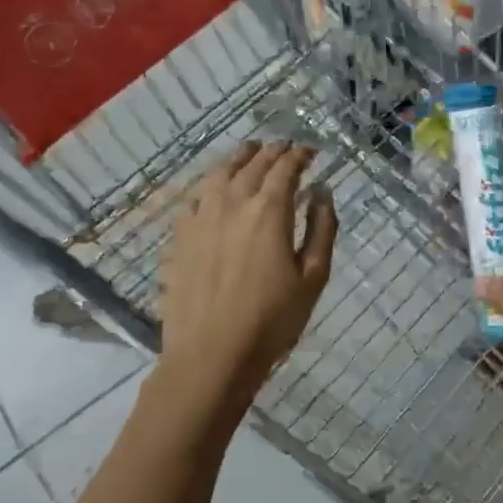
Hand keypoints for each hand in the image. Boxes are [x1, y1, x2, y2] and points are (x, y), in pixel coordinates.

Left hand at [151, 141, 337, 416]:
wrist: (211, 356)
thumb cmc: (272, 319)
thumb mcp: (313, 276)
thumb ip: (322, 229)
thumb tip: (323, 192)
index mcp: (268, 211)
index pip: (285, 168)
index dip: (300, 155)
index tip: (311, 151)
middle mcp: (232, 203)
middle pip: (252, 164)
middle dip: (272, 151)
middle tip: (285, 147)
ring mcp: (200, 219)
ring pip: (218, 174)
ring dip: (238, 158)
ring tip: (249, 151)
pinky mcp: (179, 238)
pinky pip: (194, 198)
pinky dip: (209, 184)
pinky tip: (213, 189)